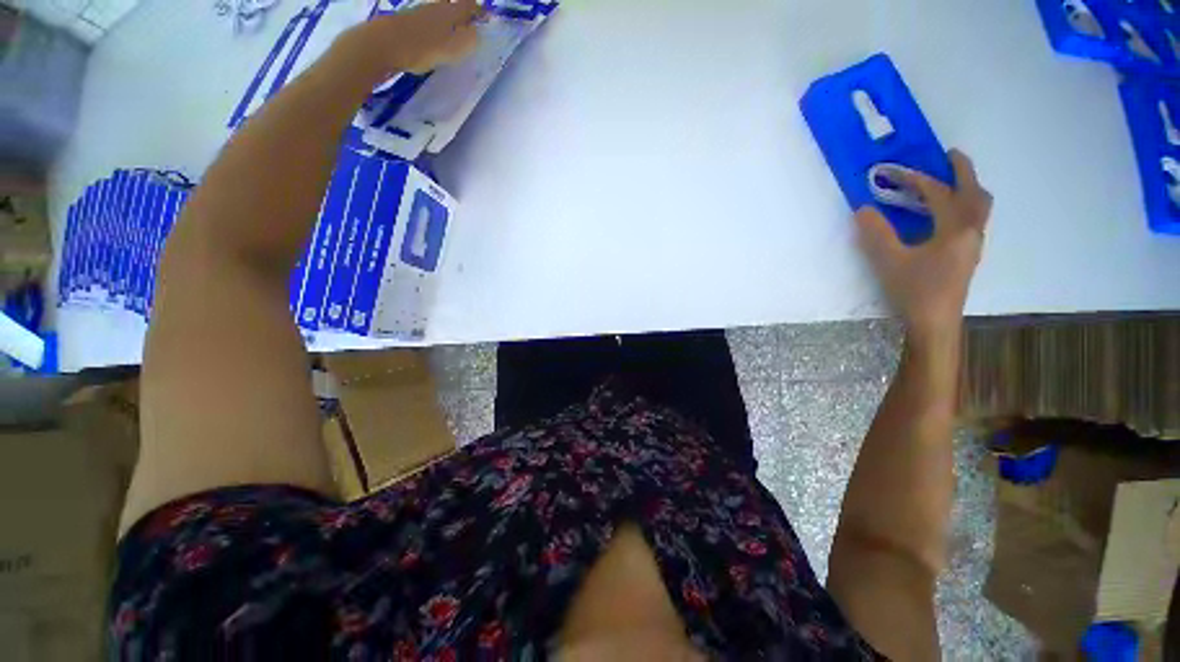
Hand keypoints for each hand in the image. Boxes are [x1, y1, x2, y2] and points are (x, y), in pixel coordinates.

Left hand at [349, 0, 483, 74]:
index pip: (468, 5)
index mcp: (449, 12)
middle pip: (451, 6)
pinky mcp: (406, 22)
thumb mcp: (452, 48)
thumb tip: (476, 33)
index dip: (477, 10)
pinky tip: (433, 39)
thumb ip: (468, 40)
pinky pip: (426, 22)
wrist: (383, 44)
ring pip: (438, 13)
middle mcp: (435, 7)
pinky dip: (433, 28)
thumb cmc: (422, 47)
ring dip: (447, 21)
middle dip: (461, 14)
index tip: (484, 18)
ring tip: (452, 35)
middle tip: (468, 27)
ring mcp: (419, 13)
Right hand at [855, 149, 991, 343]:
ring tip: (949, 182)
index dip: (914, 179)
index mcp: (955, 228)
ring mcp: (973, 244)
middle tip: (947, 157)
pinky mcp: (967, 255)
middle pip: (974, 193)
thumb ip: (876, 233)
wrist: (934, 323)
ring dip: (966, 188)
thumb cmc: (914, 291)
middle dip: (962, 171)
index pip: (937, 193)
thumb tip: (864, 209)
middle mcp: (971, 231)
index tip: (892, 171)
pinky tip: (945, 215)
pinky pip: (972, 220)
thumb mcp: (889, 260)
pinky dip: (963, 206)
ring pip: (978, 207)